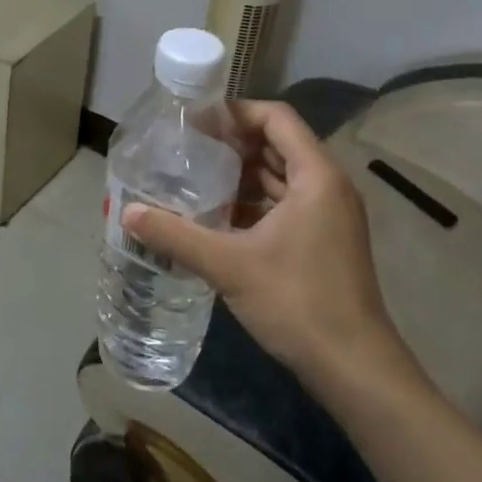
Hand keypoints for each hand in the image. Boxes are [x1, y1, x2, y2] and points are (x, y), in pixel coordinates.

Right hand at [121, 100, 413, 397]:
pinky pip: (286, 204)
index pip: (276, 118)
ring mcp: (329, 216)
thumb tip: (127, 213)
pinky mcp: (324, 242)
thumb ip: (175, 235)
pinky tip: (218, 216)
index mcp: (316, 176)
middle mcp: (328, 187)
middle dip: (232, 143)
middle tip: (186, 148)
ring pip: (281, 176)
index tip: (195, 122)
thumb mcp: (229, 265)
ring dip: (241, 174)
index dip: (235, 112)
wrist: (355, 369)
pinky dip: (254, 202)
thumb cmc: (297, 302)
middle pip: (278, 144)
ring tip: (195, 177)